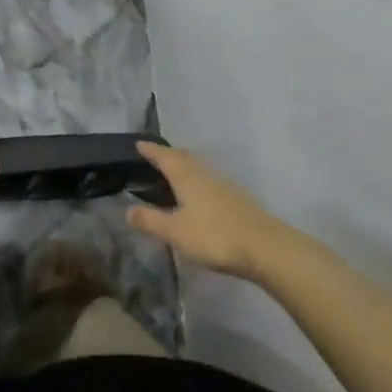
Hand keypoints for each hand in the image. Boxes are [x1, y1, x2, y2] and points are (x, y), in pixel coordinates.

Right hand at [125, 142, 287, 279]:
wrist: (264, 247)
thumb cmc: (214, 236)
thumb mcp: (175, 231)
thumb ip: (150, 220)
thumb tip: (128, 209)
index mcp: (187, 177)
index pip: (165, 157)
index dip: (151, 150)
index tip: (139, 144)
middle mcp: (205, 174)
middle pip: (184, 157)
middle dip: (168, 155)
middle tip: (154, 156)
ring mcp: (223, 185)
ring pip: (198, 168)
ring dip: (184, 166)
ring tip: (172, 173)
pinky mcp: (235, 199)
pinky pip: (208, 181)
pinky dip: (196, 180)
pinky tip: (196, 194)